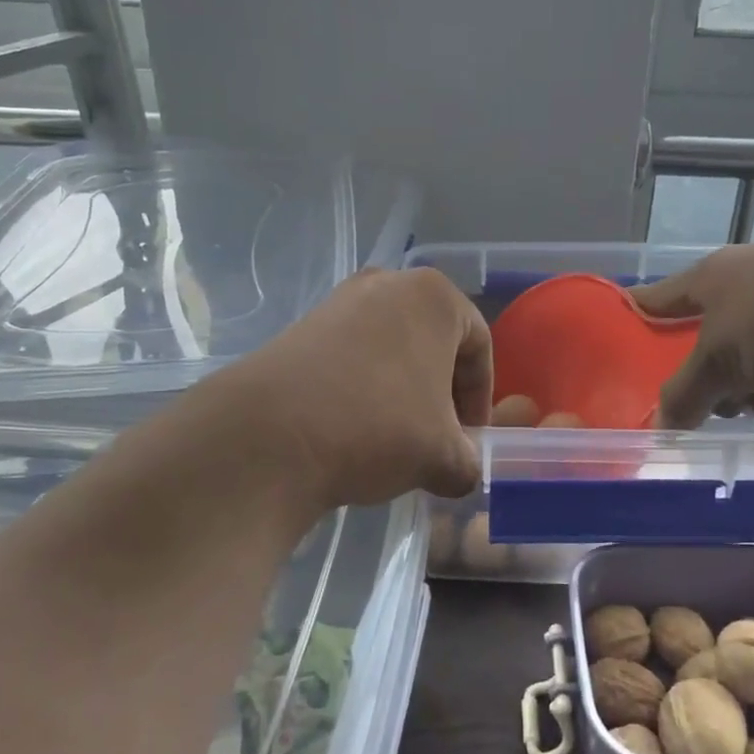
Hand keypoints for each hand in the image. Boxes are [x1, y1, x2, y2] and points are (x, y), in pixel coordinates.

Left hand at [224, 267, 493, 507]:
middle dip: (441, 393)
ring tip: (394, 439)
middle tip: (438, 439)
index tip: (471, 438)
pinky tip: (352, 428)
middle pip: (434, 343)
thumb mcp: (444, 457)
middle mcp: (388, 283)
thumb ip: (469, 462)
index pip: (479, 345)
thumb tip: (460, 470)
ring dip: (403, 392)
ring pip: (391, 349)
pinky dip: (363, 388)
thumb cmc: (379, 427)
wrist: (271, 435)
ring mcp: (340, 300)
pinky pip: (352, 355)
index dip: (481, 398)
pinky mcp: (302, 326)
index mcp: (435, 296)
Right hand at [632, 235, 753, 429]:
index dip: (634, 324)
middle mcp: (747, 288)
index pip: (654, 301)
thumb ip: (684, 394)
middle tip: (722, 400)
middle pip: (710, 350)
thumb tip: (660, 424)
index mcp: (711, 279)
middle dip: (719, 383)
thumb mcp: (718, 360)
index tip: (617, 350)